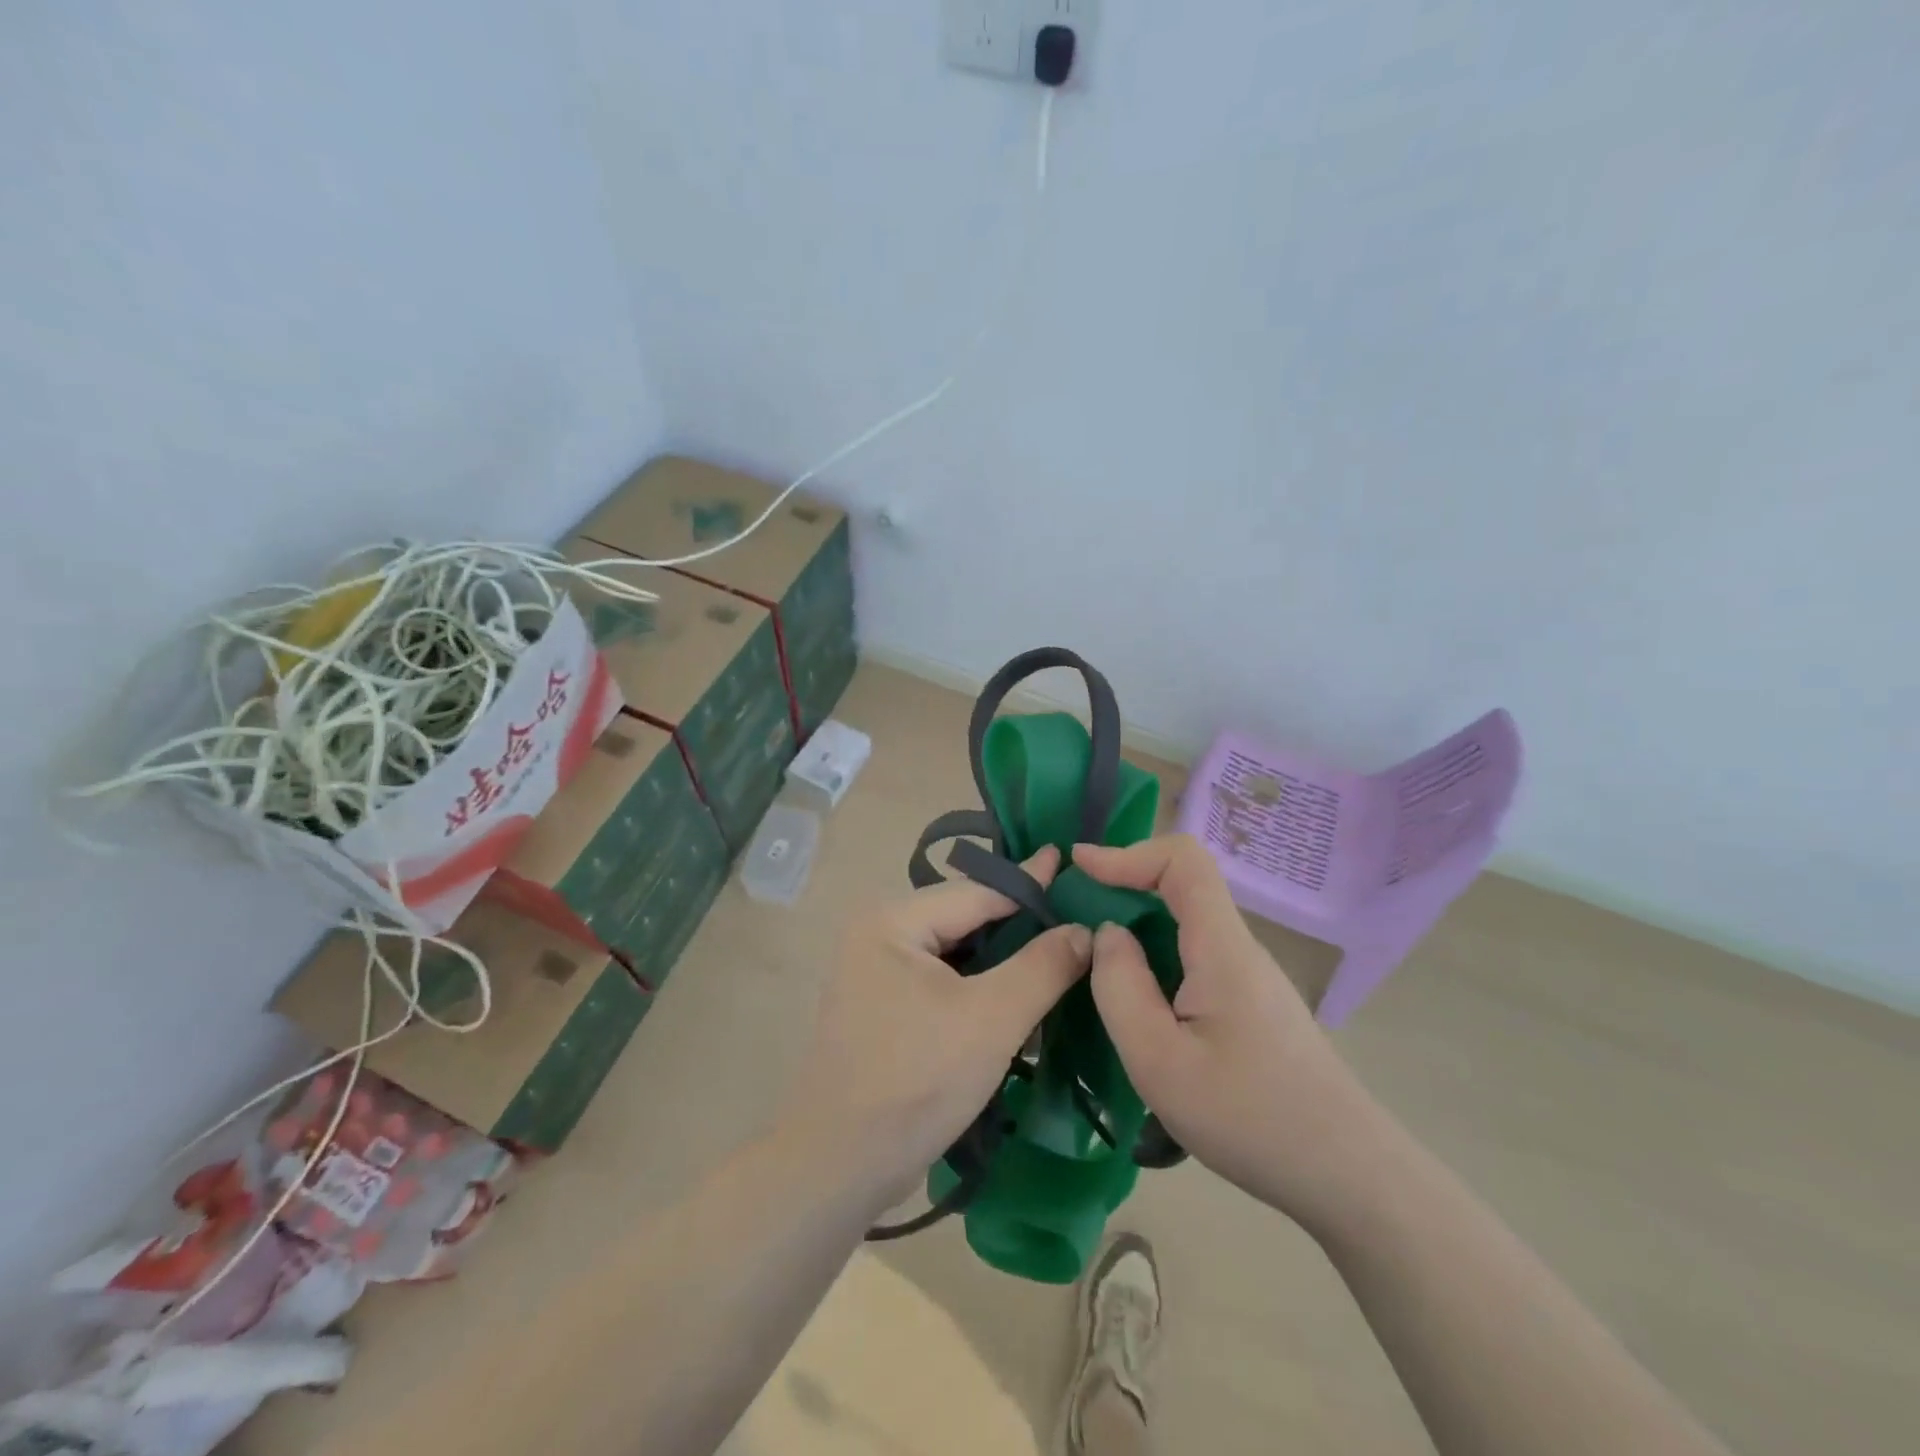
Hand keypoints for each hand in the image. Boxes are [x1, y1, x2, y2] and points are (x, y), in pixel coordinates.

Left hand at [783, 845, 1092, 1210]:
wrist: (840, 1167)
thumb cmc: (917, 1081)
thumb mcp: (991, 1019)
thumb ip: (1042, 967)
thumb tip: (1084, 929)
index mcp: (892, 920)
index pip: (977, 893)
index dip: (1030, 885)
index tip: (1070, 863)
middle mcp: (878, 934)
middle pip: (965, 920)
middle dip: (1019, 925)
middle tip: (1075, 916)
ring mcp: (876, 972)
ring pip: (957, 953)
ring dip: (1003, 959)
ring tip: (1058, 950)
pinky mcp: (884, 1007)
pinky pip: (943, 981)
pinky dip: (980, 986)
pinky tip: (1019, 991)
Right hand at [1075, 834, 1375, 1224]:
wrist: (1347, 1176)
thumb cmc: (1250, 1118)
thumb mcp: (1160, 1062)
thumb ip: (1120, 988)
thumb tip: (1108, 934)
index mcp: (1222, 948)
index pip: (1183, 861)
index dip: (1128, 852)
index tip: (1080, 867)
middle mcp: (1239, 948)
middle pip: (1182, 886)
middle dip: (1123, 886)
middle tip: (1074, 916)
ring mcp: (1250, 976)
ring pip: (1187, 924)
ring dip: (1138, 925)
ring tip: (1096, 963)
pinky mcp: (1252, 1003)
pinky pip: (1196, 956)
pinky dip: (1156, 957)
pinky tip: (1139, 1003)